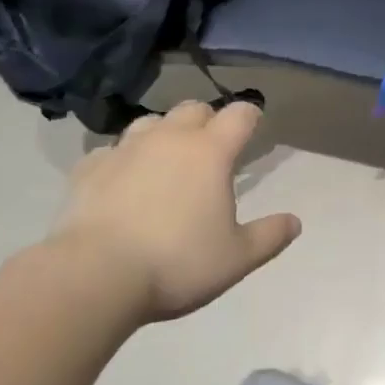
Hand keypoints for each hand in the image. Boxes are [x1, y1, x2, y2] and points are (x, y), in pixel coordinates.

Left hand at [55, 99, 300, 322]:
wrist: (93, 276)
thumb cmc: (176, 263)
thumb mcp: (236, 258)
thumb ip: (269, 236)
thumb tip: (295, 221)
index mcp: (210, 151)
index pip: (239, 114)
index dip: (250, 116)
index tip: (254, 126)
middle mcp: (169, 138)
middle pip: (194, 108)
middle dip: (207, 120)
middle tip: (211, 147)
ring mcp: (125, 149)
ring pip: (150, 122)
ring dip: (164, 133)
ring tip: (165, 159)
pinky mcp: (89, 168)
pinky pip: (110, 151)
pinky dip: (122, 159)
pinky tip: (121, 181)